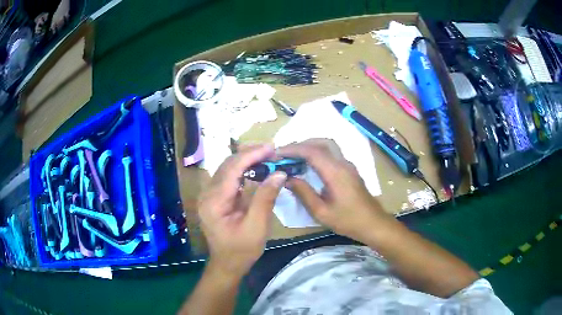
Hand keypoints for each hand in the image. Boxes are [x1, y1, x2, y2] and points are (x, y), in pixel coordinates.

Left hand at [198, 145, 286, 277]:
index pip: (232, 169)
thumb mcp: (257, 227)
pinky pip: (229, 177)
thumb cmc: (242, 250)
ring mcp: (209, 195)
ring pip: (227, 168)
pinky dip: (243, 170)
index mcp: (214, 201)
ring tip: (267, 156)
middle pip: (227, 165)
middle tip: (272, 150)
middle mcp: (207, 194)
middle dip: (249, 154)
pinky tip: (256, 168)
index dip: (251, 155)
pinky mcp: (215, 198)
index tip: (271, 148)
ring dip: (246, 160)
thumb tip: (279, 173)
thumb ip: (265, 198)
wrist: (227, 264)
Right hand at [277, 139, 392, 241]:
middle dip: (301, 145)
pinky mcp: (350, 169)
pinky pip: (332, 153)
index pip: (312, 152)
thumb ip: (303, 193)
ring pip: (328, 146)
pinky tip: (309, 164)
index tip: (277, 154)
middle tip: (284, 154)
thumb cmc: (348, 221)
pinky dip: (318, 152)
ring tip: (294, 157)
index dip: (293, 149)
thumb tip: (287, 178)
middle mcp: (343, 163)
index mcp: (335, 172)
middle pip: (321, 143)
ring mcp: (348, 165)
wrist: (373, 223)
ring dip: (310, 146)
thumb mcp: (321, 212)